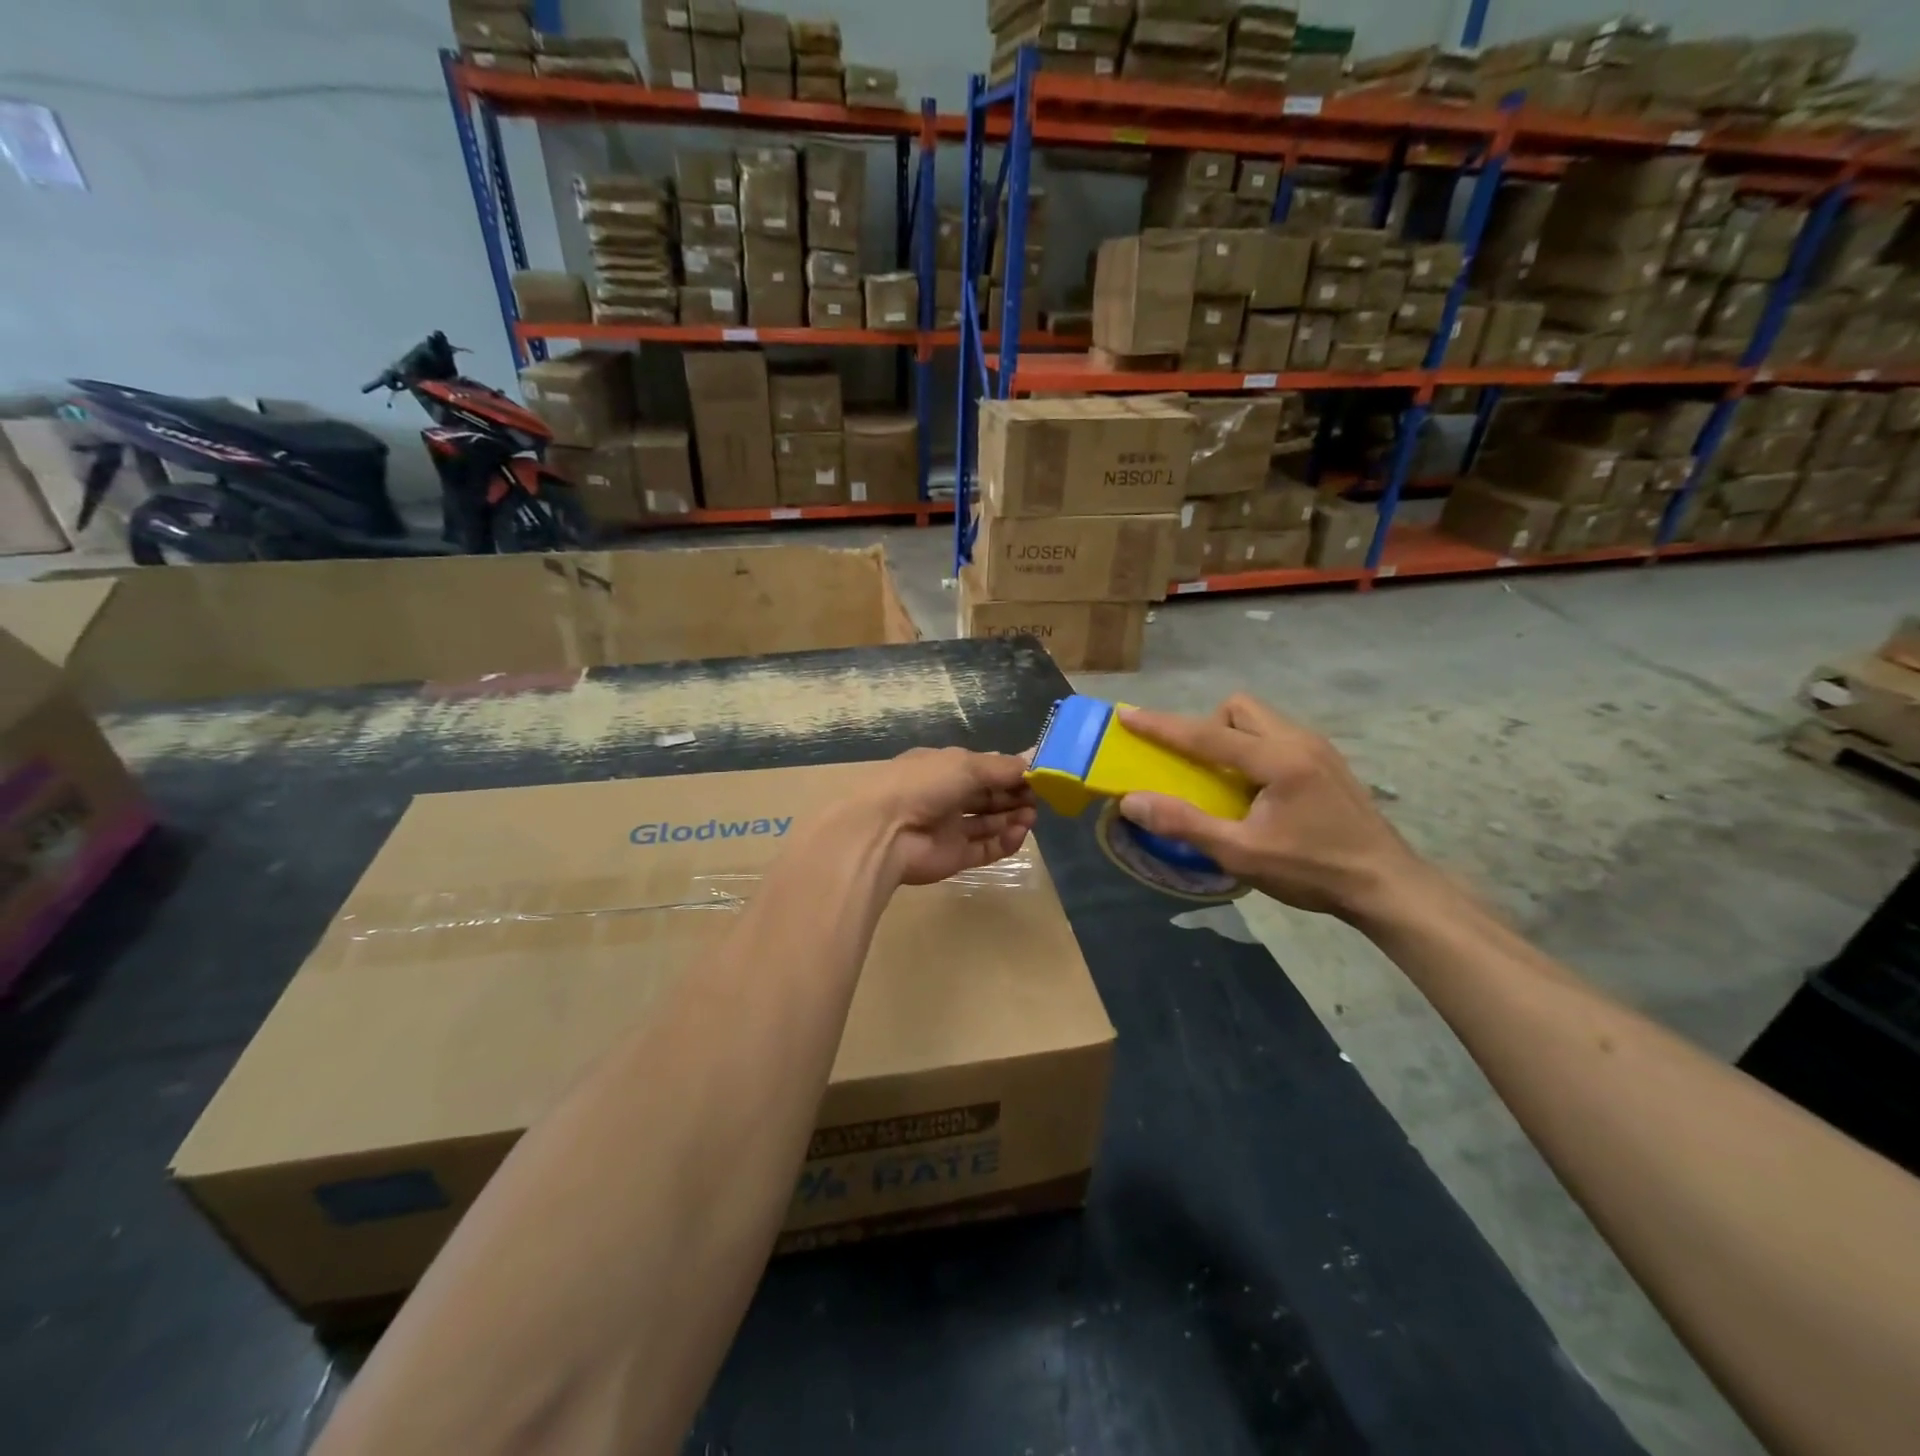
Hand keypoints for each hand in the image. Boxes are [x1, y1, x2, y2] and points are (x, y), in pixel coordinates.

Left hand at [867, 747, 1036, 887]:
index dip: (1010, 771)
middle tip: (1040, 797)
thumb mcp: (966, 765)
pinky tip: (1019, 833)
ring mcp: (950, 828)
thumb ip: (1002, 767)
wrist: (885, 832)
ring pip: (989, 823)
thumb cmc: (924, 785)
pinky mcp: (954, 857)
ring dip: (1013, 817)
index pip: (984, 768)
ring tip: (1031, 816)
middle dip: (1015, 795)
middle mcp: (947, 796)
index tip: (1039, 774)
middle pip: (989, 796)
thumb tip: (1033, 760)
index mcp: (944, 768)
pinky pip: (986, 848)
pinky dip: (1005, 841)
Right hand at [1116, 695, 1424, 921]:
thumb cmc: (1312, 870)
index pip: (1207, 734)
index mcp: (1278, 759)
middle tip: (1196, 766)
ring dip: (1231, 737)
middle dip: (1207, 726)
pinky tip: (1256, 790)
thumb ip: (1184, 824)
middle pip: (1239, 708)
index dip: (1162, 725)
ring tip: (1224, 779)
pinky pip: (1277, 736)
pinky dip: (1253, 749)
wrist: (1386, 885)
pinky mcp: (1327, 762)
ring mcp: (1318, 748)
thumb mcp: (1241, 854)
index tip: (1127, 715)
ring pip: (1260, 719)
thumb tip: (1132, 801)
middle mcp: (1299, 740)